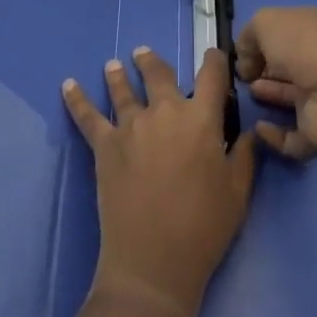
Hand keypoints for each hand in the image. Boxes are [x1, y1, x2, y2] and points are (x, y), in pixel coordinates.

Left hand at [62, 47, 256, 316]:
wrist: (154, 263)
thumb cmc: (204, 228)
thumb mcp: (238, 193)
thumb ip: (244, 156)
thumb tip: (248, 131)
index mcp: (201, 118)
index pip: (212, 75)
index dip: (214, 61)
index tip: (213, 56)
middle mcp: (165, 111)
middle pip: (158, 73)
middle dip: (152, 61)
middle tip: (143, 54)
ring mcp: (131, 126)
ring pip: (122, 89)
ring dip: (118, 74)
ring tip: (112, 65)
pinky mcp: (105, 146)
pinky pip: (88, 116)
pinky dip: (77, 99)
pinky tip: (68, 85)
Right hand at [235, 7, 316, 159]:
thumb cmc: (301, 47)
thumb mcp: (265, 22)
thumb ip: (248, 36)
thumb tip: (247, 61)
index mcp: (310, 28)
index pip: (283, 32)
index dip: (260, 41)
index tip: (241, 55)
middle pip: (287, 63)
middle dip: (264, 68)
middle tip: (243, 76)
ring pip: (291, 96)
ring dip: (269, 96)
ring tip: (249, 94)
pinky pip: (292, 135)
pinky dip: (275, 136)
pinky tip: (260, 128)